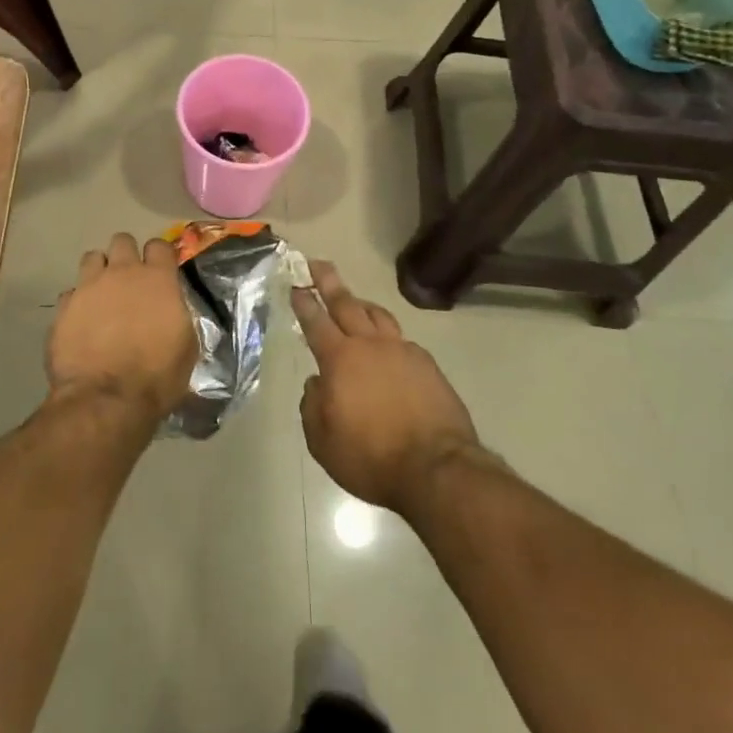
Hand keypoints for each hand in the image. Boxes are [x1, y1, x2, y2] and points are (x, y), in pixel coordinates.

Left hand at [46, 233, 196, 424]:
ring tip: (102, 294)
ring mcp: (89, 286)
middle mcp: (122, 273)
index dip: (159, 256)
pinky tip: (81, 321)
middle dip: (126, 255)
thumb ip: (178, 316)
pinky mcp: (64, 307)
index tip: (160, 271)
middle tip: (129, 280)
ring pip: (92, 257)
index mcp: (157, 279)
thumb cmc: (156, 376)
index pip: (159, 245)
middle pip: (122, 241)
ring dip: (99, 271)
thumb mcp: (186, 346)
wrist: (106, 400)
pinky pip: (71, 292)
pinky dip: (77, 302)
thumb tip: (171, 310)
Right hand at [295, 262, 480, 516]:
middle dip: (329, 282)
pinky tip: (389, 347)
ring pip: (378, 316)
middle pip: (346, 304)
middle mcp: (370, 345)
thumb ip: (313, 406)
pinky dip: (389, 335)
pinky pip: (402, 340)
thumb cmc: (371, 457)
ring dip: (362, 304)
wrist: (436, 468)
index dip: (304, 302)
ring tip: (355, 299)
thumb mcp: (323, 441)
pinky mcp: (427, 365)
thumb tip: (317, 384)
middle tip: (319, 263)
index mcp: (340, 359)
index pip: (316, 322)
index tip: (296, 284)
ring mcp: (403, 351)